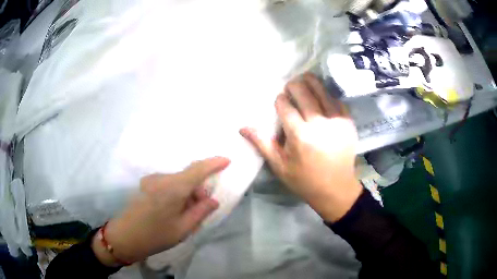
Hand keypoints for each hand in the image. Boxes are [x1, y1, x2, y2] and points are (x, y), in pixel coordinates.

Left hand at [92, 157, 229, 265]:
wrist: (125, 237)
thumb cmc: (156, 235)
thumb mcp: (183, 228)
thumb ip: (200, 212)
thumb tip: (212, 200)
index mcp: (172, 188)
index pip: (197, 170)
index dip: (213, 163)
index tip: (227, 160)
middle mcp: (161, 179)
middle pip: (187, 177)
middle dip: (198, 189)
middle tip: (202, 208)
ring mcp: (151, 180)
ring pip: (177, 181)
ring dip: (186, 192)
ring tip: (186, 213)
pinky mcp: (145, 185)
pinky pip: (167, 184)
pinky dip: (176, 193)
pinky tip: (173, 210)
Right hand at [240, 73, 361, 222]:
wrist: (336, 189)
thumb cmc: (305, 180)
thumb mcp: (280, 166)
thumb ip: (262, 143)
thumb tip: (242, 127)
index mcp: (300, 136)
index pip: (285, 105)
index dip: (279, 100)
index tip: (278, 101)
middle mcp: (319, 124)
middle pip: (303, 92)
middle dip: (293, 86)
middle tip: (290, 88)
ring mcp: (337, 121)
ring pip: (322, 91)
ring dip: (310, 82)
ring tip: (304, 79)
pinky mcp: (349, 122)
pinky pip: (336, 100)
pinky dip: (327, 95)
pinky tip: (322, 95)